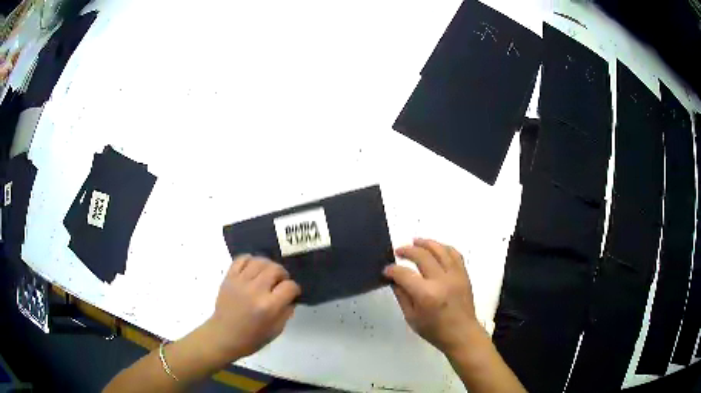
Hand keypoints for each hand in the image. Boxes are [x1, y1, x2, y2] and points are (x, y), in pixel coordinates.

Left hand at [206, 255, 300, 359]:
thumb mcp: (276, 330)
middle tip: (280, 283)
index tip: (292, 293)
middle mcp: (255, 290)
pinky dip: (250, 260)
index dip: (294, 289)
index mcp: (269, 306)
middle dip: (283, 275)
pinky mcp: (229, 277)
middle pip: (275, 269)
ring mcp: (240, 282)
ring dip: (268, 266)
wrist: (223, 336)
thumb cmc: (251, 338)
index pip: (289, 286)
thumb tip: (290, 297)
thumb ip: (286, 312)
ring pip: (260, 261)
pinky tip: (253, 269)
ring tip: (267, 274)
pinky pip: (241, 259)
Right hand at [384, 238, 480, 354]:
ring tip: (415, 241)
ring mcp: (455, 275)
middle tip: (399, 251)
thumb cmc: (434, 330)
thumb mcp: (411, 317)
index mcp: (426, 295)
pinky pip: (455, 254)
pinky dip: (443, 248)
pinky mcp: (464, 274)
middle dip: (407, 250)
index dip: (392, 270)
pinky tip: (435, 248)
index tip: (387, 270)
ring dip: (426, 243)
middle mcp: (441, 281)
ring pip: (440, 250)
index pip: (404, 274)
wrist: (462, 334)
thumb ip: (402, 295)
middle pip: (422, 255)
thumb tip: (394, 279)